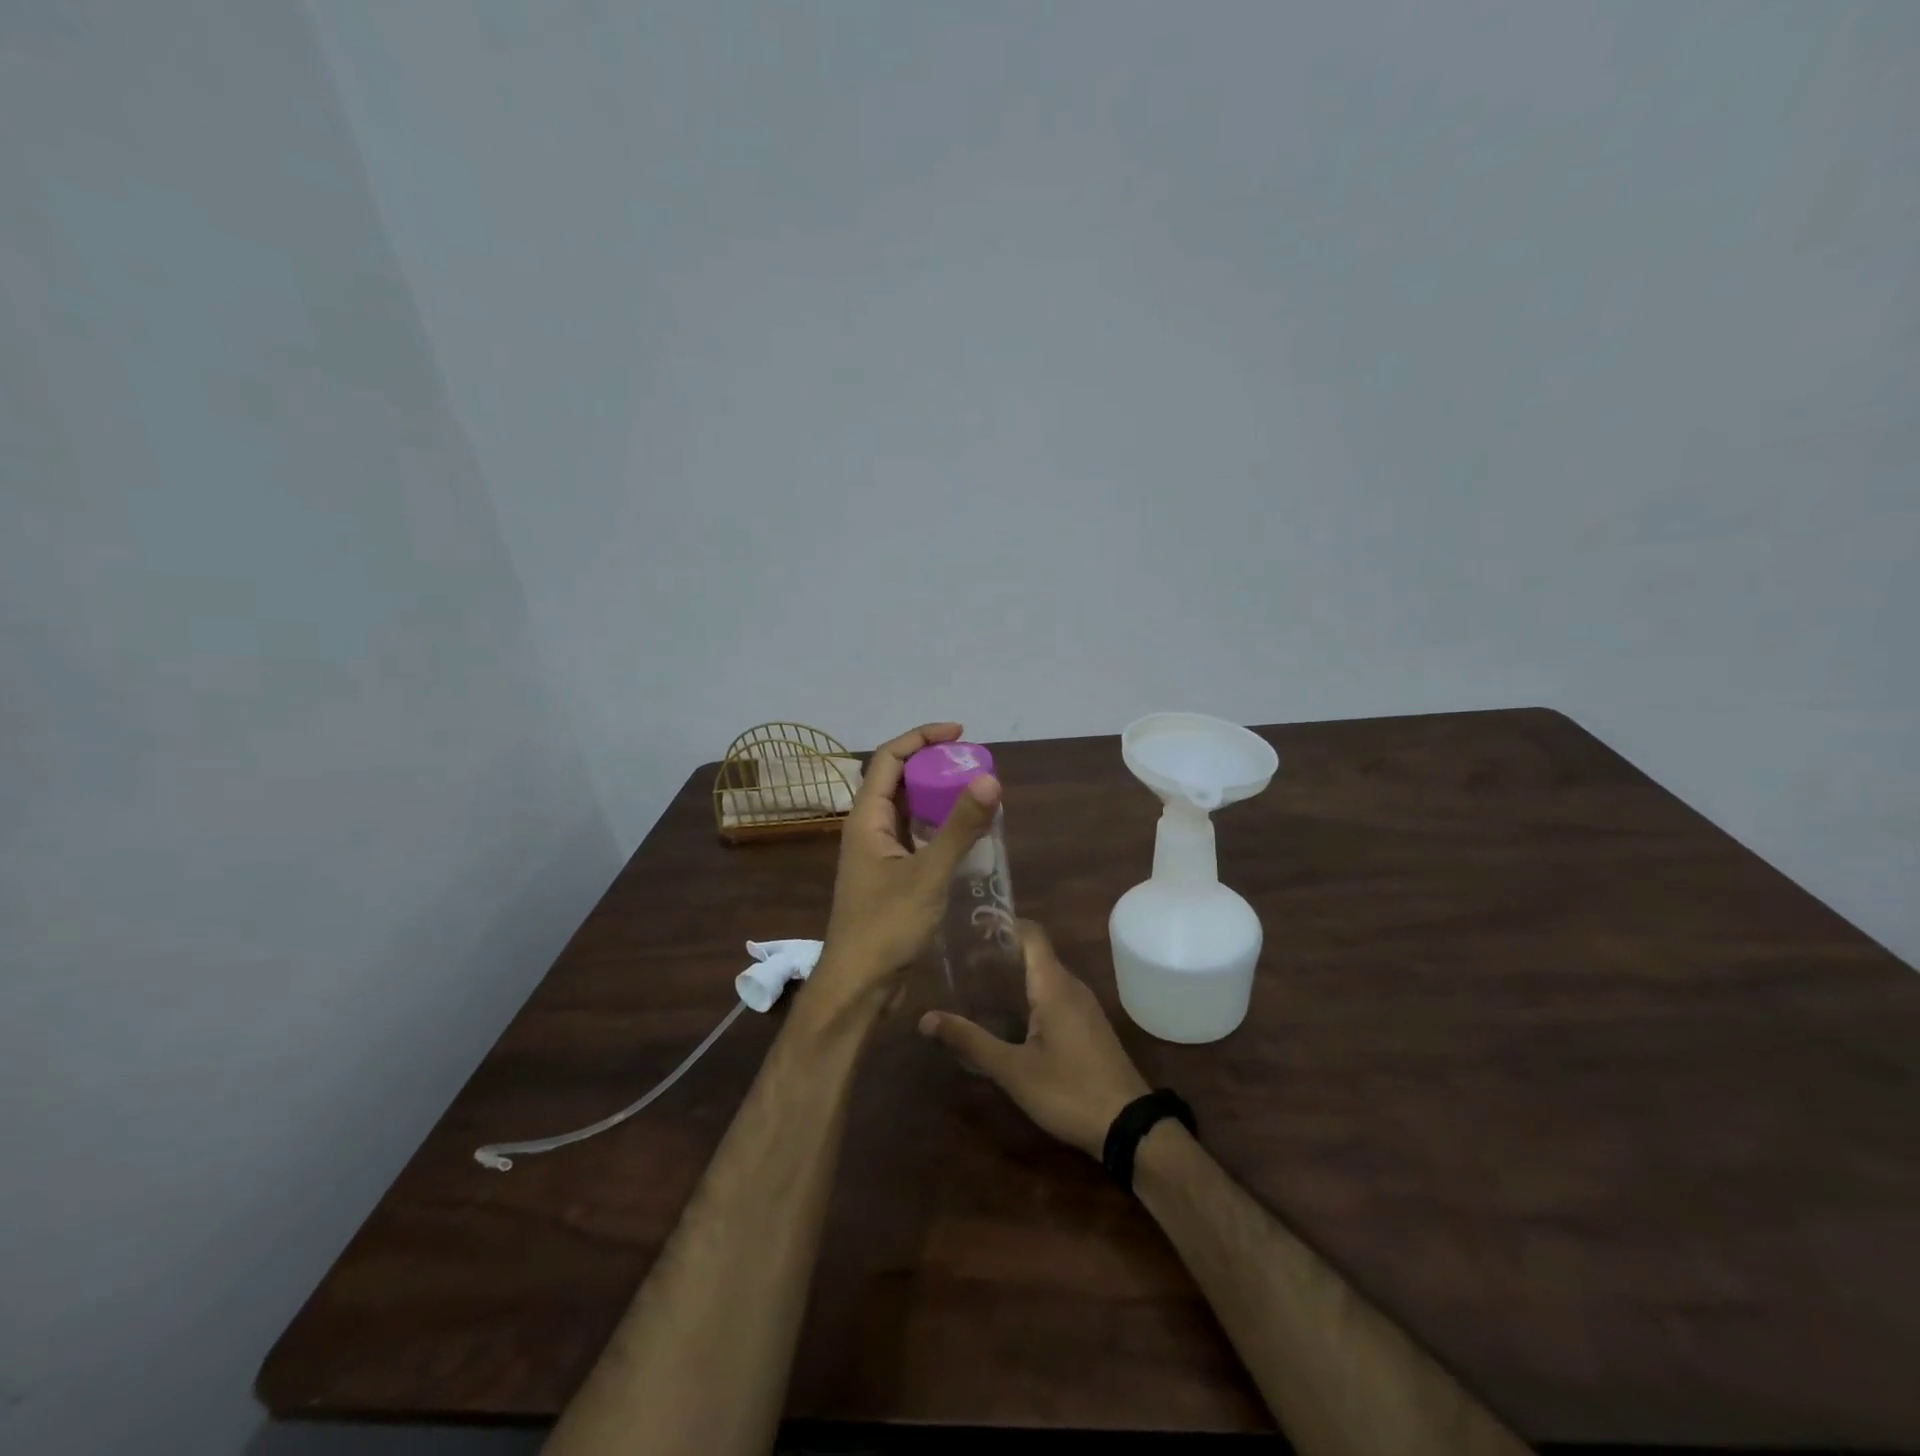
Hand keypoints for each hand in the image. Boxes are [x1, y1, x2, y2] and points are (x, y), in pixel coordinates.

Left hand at [813, 722, 1000, 1016]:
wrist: (859, 986)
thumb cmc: (886, 927)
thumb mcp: (928, 874)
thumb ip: (959, 827)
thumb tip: (990, 779)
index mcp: (866, 819)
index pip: (888, 758)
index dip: (921, 738)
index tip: (959, 733)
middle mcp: (868, 829)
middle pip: (897, 780)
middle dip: (933, 765)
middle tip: (973, 763)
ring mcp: (877, 854)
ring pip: (907, 810)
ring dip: (936, 796)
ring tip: (974, 791)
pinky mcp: (889, 877)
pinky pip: (914, 837)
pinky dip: (937, 826)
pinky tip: (964, 834)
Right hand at [919, 921, 1149, 1158]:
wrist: (1129, 1125)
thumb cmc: (1068, 1090)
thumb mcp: (1013, 1070)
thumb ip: (971, 1042)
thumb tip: (926, 1018)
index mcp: (1054, 985)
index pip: (1031, 933)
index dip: (1003, 923)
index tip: (971, 927)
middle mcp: (1072, 986)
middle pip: (1036, 952)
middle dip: (1001, 951)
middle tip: (963, 961)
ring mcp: (1085, 1006)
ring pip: (1046, 975)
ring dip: (1015, 974)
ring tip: (978, 984)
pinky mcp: (1089, 1026)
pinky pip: (1056, 995)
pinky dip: (1030, 993)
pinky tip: (1010, 1016)